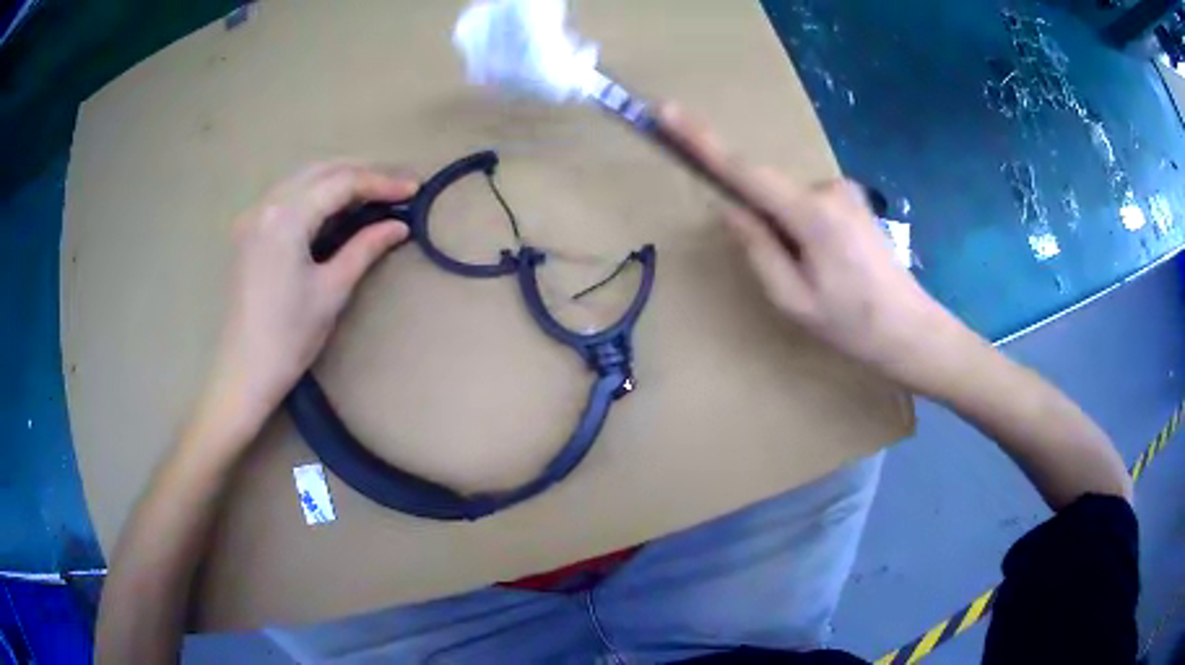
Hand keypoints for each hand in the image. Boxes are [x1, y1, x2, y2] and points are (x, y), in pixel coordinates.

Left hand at [204, 162, 416, 434]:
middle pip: (322, 170)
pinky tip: (336, 207)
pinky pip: (288, 196)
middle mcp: (266, 204)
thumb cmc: (288, 337)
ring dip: (340, 179)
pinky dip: (317, 193)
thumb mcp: (332, 290)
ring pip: (304, 178)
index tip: (415, 189)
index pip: (342, 182)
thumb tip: (399, 225)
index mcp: (286, 217)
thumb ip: (365, 247)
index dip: (381, 181)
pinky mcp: (248, 231)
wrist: (243, 372)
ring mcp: (253, 216)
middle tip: (399, 186)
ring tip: (375, 192)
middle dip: (363, 172)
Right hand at [659, 105, 977, 395]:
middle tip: (796, 278)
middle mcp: (828, 188)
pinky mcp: (853, 200)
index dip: (702, 141)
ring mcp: (845, 191)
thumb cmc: (852, 323)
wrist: (910, 330)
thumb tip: (730, 207)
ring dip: (789, 234)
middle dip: (766, 228)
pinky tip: (832, 266)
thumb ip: (757, 249)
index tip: (667, 112)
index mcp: (811, 214)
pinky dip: (804, 231)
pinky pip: (809, 206)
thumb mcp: (793, 299)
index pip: (744, 171)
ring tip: (820, 279)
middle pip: (770, 193)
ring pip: (790, 203)